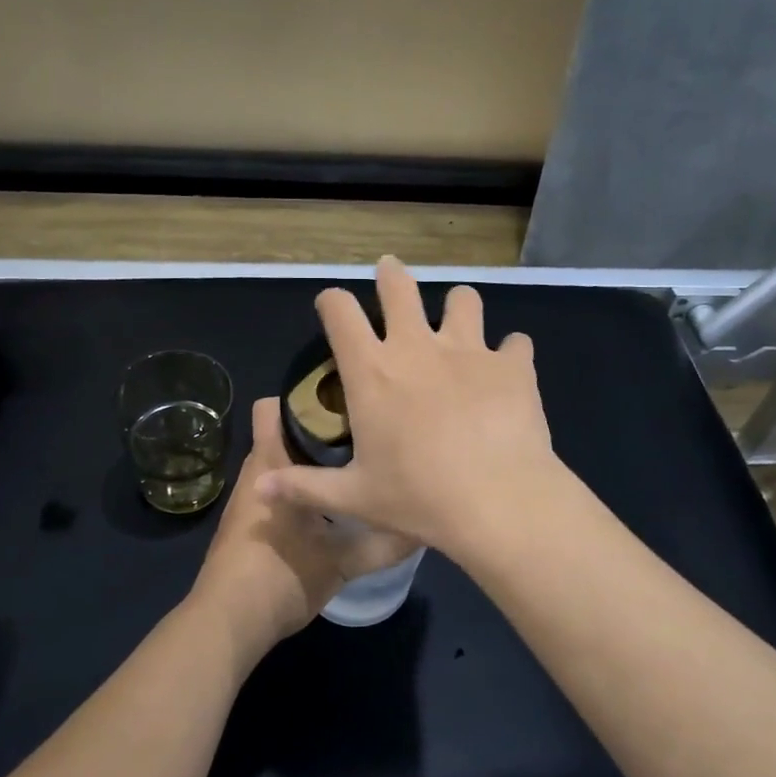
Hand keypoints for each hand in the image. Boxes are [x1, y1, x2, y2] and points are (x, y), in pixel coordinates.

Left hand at [190, 398, 417, 658]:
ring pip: (284, 464)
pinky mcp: (252, 526)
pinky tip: (335, 508)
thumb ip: (383, 544)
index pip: (273, 406)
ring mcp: (250, 501)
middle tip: (365, 435)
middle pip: (285, 433)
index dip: (303, 396)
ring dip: (314, 463)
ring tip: (357, 466)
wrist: (227, 626)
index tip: (344, 401)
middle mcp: (256, 473)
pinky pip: (281, 492)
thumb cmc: (280, 576)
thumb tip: (422, 527)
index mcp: (270, 464)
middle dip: (322, 429)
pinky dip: (305, 491)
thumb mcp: (342, 561)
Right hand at [257, 257, 572, 563]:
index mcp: (372, 372)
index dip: (332, 301)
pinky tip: (509, 369)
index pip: (340, 312)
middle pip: (399, 286)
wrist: (498, 501)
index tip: (332, 306)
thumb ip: (304, 487)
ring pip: (463, 299)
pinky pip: (515, 343)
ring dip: (457, 306)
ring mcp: (469, 350)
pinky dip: (510, 352)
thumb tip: (260, 489)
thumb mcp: (355, 497)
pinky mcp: (512, 364)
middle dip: (391, 276)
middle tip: (390, 274)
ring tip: (457, 321)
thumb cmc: (418, 498)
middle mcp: (417, 347)